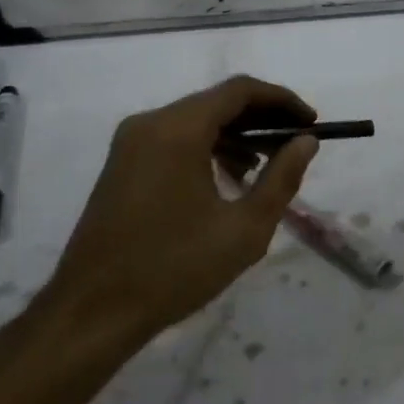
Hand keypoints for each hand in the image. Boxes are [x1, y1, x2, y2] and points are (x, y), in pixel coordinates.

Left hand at [49, 76, 319, 337]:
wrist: (91, 312)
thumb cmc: (173, 269)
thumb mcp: (243, 229)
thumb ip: (281, 179)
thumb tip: (305, 142)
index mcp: (178, 130)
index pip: (240, 91)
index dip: (282, 101)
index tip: (312, 122)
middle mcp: (150, 123)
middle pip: (217, 102)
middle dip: (261, 118)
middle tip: (296, 142)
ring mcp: (130, 142)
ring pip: (195, 120)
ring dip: (235, 134)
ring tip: (267, 166)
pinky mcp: (121, 163)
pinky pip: (173, 138)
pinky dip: (207, 147)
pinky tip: (226, 179)